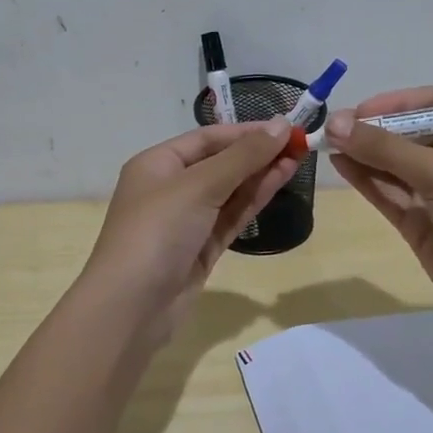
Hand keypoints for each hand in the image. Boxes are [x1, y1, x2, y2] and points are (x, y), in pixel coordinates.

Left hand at [80, 121, 298, 345]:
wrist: (131, 307)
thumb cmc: (157, 232)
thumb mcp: (199, 185)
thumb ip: (242, 157)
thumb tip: (280, 125)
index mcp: (157, 164)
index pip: (207, 138)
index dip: (247, 132)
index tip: (287, 127)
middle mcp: (170, 188)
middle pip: (220, 163)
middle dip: (257, 153)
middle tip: (301, 143)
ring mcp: (186, 221)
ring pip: (229, 191)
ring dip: (261, 174)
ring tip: (298, 158)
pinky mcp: (201, 249)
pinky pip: (231, 216)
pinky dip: (254, 200)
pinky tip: (279, 182)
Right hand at [327, 86, 432, 331]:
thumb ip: (387, 148)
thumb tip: (335, 123)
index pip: (431, 105)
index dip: (395, 103)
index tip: (359, 111)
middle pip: (407, 133)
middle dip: (371, 129)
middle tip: (332, 128)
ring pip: (392, 164)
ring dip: (362, 153)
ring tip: (325, 144)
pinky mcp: (418, 222)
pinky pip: (387, 192)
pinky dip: (364, 178)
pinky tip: (339, 165)